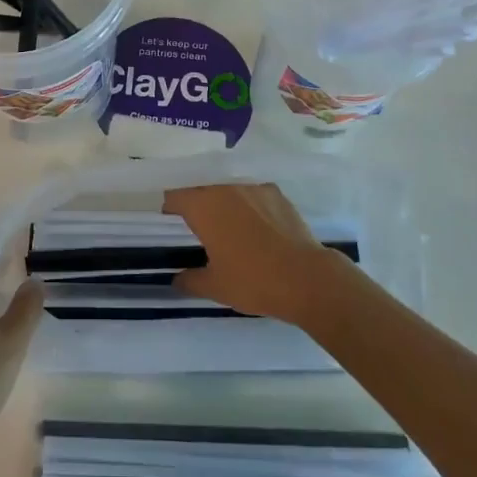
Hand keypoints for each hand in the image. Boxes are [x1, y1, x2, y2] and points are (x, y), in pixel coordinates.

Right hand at [162, 183, 336, 324]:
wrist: (305, 278)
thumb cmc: (253, 281)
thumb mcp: (215, 287)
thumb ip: (190, 280)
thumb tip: (176, 279)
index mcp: (204, 207)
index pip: (175, 197)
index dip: (171, 210)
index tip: (172, 225)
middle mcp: (225, 189)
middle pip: (202, 191)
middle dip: (199, 208)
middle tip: (203, 233)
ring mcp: (253, 188)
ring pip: (229, 192)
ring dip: (225, 206)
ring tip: (234, 231)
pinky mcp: (277, 194)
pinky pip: (254, 196)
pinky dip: (252, 207)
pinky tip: (261, 230)